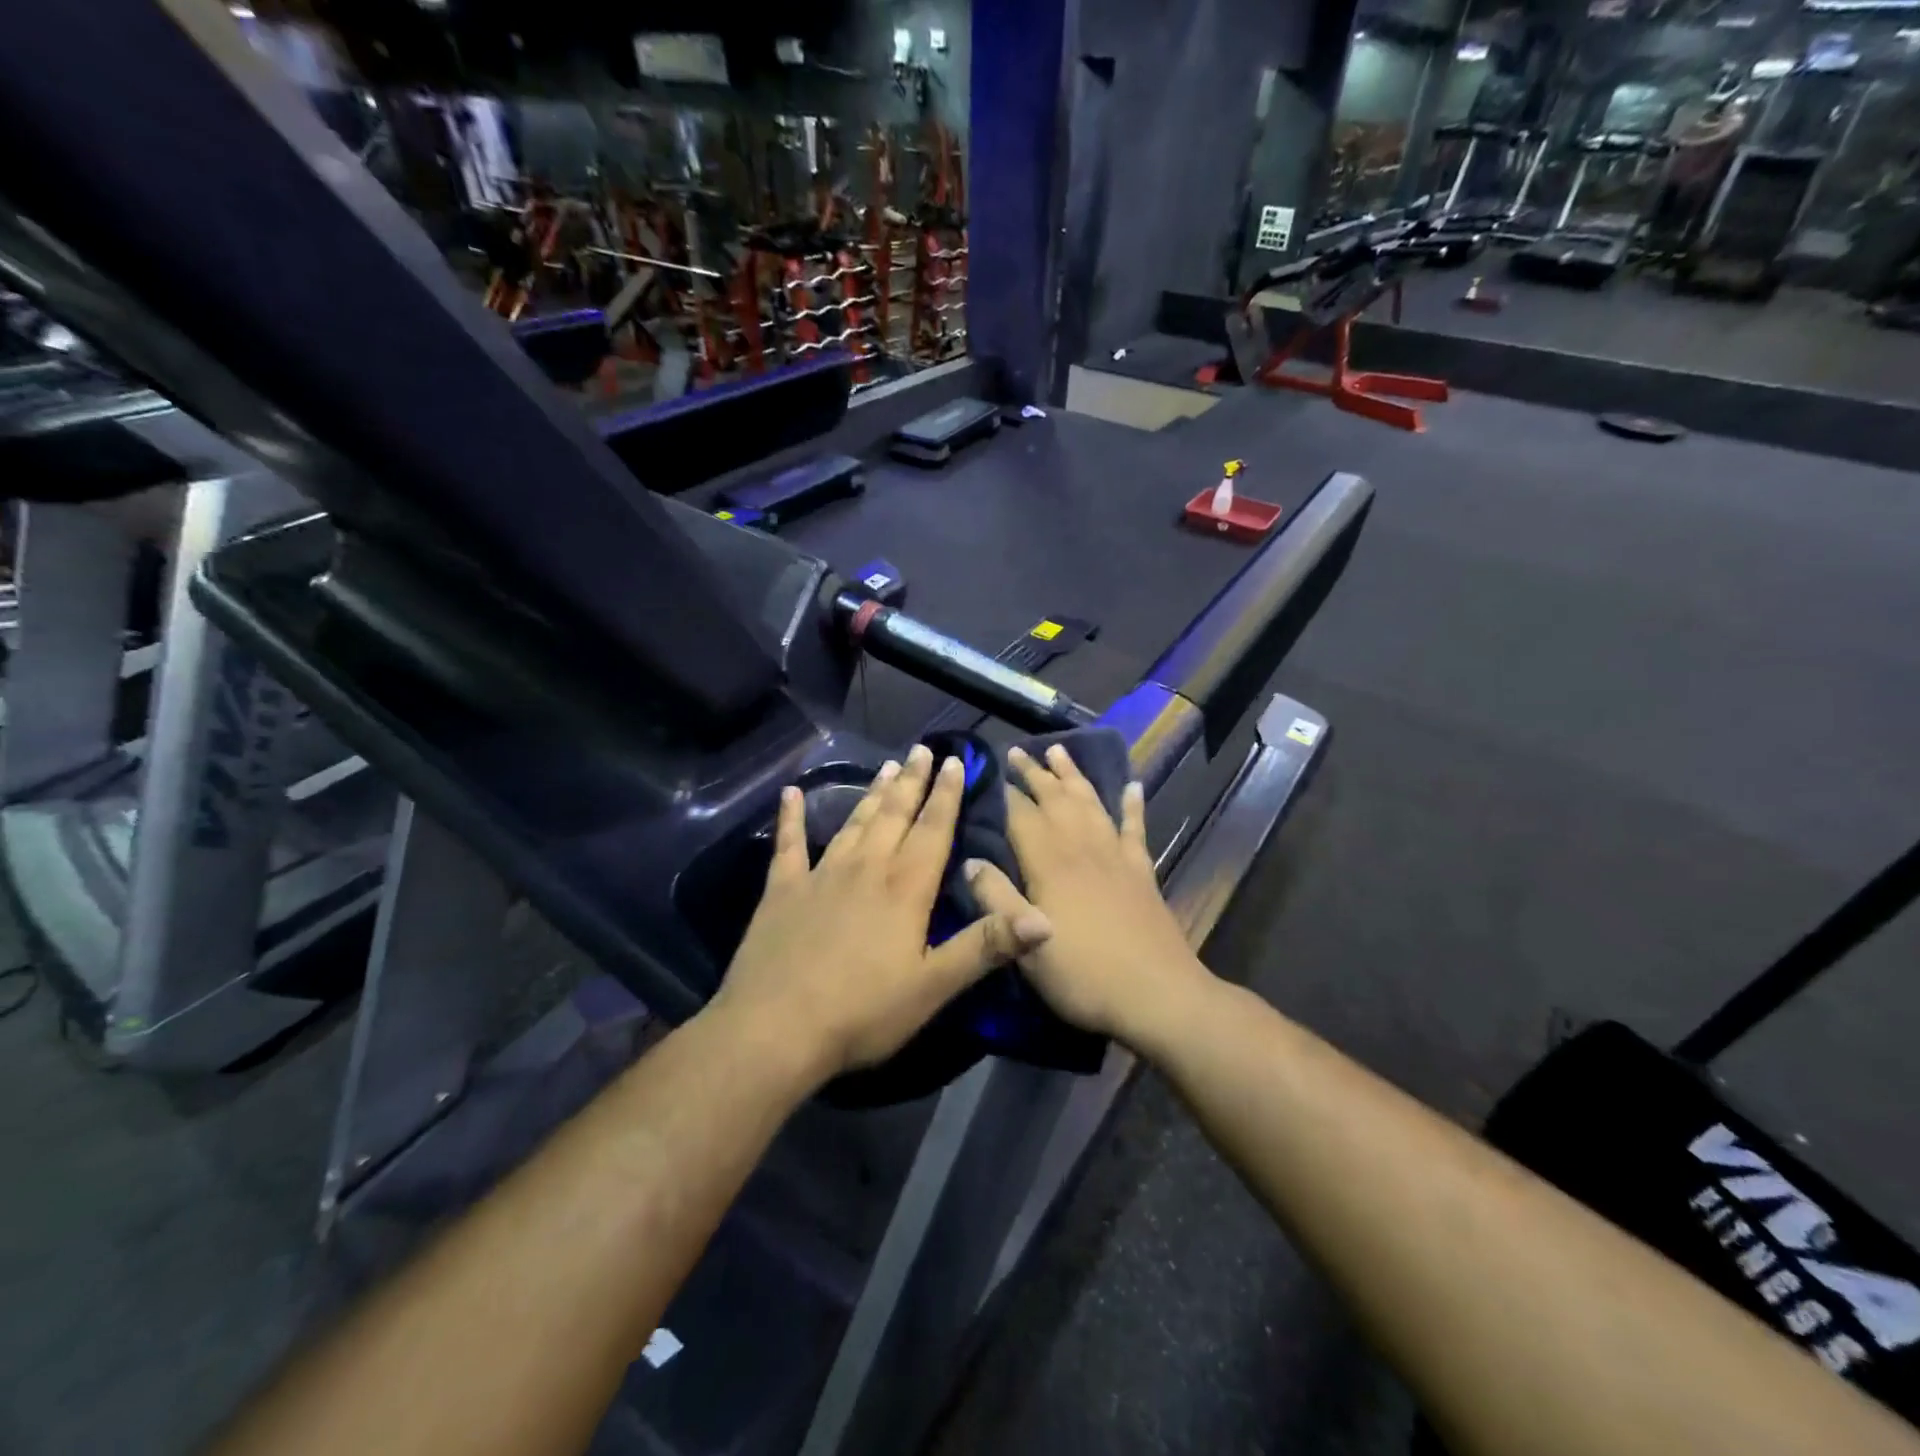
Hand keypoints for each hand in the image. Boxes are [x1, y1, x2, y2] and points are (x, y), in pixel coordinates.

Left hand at [711, 744, 1054, 1081]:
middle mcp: (866, 868)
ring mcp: (820, 875)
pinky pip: (788, 844)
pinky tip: (789, 794)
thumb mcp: (933, 986)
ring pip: (854, 823)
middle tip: (922, 750)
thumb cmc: (862, 1011)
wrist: (776, 1029)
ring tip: (887, 766)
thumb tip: (1044, 919)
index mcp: (905, 887)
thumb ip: (986, 946)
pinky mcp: (782, 890)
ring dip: (872, 794)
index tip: (955, 761)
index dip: (947, 795)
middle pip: (895, 815)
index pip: (933, 829)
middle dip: (912, 782)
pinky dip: (790, 818)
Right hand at [965, 743, 1213, 1045]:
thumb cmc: (1083, 974)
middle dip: (1034, 773)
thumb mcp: (1026, 946)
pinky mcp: (1141, 872)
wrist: (1157, 994)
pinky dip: (1132, 805)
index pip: (1021, 816)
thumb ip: (996, 900)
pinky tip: (1132, 786)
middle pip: (1055, 800)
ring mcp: (1115, 857)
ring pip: (1090, 803)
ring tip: (1060, 751)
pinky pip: (1134, 828)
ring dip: (1074, 776)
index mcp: (1050, 864)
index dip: (1004, 792)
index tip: (989, 768)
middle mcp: (1082, 848)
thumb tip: (969, 860)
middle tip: (1018, 751)